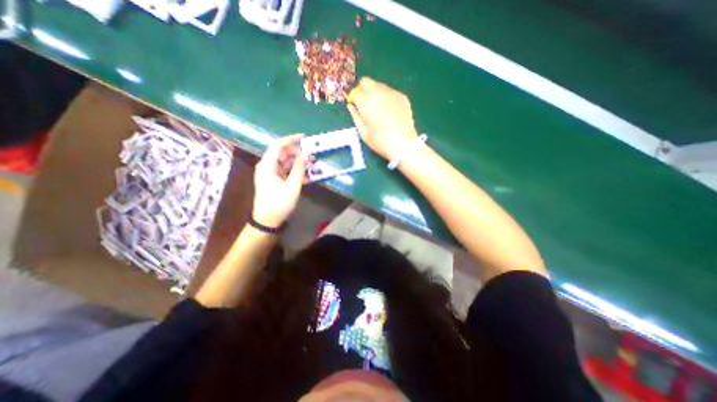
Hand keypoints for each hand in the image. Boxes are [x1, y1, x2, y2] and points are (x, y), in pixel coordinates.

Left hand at [252, 135, 307, 228]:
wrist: (268, 221)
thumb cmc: (279, 203)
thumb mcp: (292, 186)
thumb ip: (299, 169)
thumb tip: (305, 155)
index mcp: (268, 165)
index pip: (278, 146)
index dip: (291, 140)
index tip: (304, 138)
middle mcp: (268, 167)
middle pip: (284, 154)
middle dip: (299, 154)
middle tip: (313, 157)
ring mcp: (271, 174)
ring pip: (287, 163)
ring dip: (300, 164)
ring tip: (313, 167)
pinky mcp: (275, 181)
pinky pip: (287, 172)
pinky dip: (297, 172)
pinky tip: (308, 177)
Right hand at [347, 77, 420, 159]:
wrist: (404, 145)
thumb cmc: (380, 142)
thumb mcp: (363, 132)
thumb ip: (355, 116)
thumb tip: (351, 106)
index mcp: (366, 102)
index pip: (355, 92)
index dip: (354, 99)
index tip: (355, 106)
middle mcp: (378, 92)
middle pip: (366, 81)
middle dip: (362, 90)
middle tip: (365, 103)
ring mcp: (392, 93)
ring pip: (378, 85)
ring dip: (375, 93)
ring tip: (378, 109)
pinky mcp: (402, 96)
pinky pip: (390, 91)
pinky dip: (386, 97)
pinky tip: (390, 111)